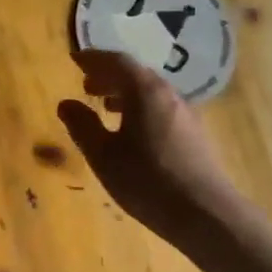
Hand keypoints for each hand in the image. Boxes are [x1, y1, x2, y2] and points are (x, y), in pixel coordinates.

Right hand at [55, 49, 236, 243]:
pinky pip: (161, 108)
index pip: (117, 61)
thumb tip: (66, 103)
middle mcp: (168, 94)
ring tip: (105, 106)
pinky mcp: (194, 134)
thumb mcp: (103, 155)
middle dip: (109, 75)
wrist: (204, 213)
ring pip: (151, 92)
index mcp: (144, 91)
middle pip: (136, 74)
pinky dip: (140, 108)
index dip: (93, 58)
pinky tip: (132, 131)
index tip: (74, 59)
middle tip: (86, 83)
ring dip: (125, 93)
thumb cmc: (146, 180)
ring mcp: (186, 114)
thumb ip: (82, 126)